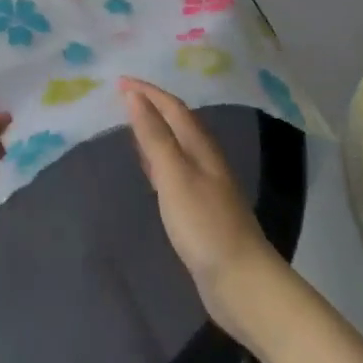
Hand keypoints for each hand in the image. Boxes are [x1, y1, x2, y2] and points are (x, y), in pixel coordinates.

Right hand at [120, 77, 280, 336]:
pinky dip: (157, 159)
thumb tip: (134, 96)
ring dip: (155, 131)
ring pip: (176, 146)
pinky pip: (174, 171)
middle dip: (152, 106)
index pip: (173, 108)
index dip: (148, 92)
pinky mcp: (199, 210)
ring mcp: (205, 186)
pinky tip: (149, 168)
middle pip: (178, 123)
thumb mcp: (175, 176)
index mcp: (201, 148)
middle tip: (122, 96)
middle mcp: (205, 161)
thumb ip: (154, 136)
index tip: (119, 80)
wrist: (242, 282)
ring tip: (130, 123)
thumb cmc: (205, 225)